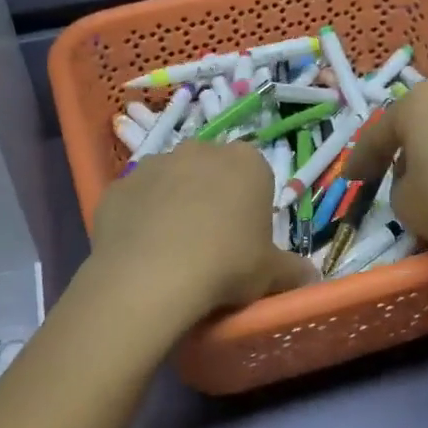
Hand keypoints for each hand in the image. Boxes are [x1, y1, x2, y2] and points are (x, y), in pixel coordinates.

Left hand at [88, 141, 316, 316]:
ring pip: (169, 182)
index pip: (256, 174)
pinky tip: (141, 252)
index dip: (252, 206)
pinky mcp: (117, 187)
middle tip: (212, 243)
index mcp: (246, 162)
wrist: (150, 276)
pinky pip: (135, 201)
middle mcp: (198, 150)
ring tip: (172, 250)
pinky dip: (139, 220)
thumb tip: (310, 277)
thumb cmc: (226, 265)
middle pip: (211, 172)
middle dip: (212, 198)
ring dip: (173, 205)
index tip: (247, 238)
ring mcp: (152, 164)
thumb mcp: (271, 274)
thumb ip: (293, 270)